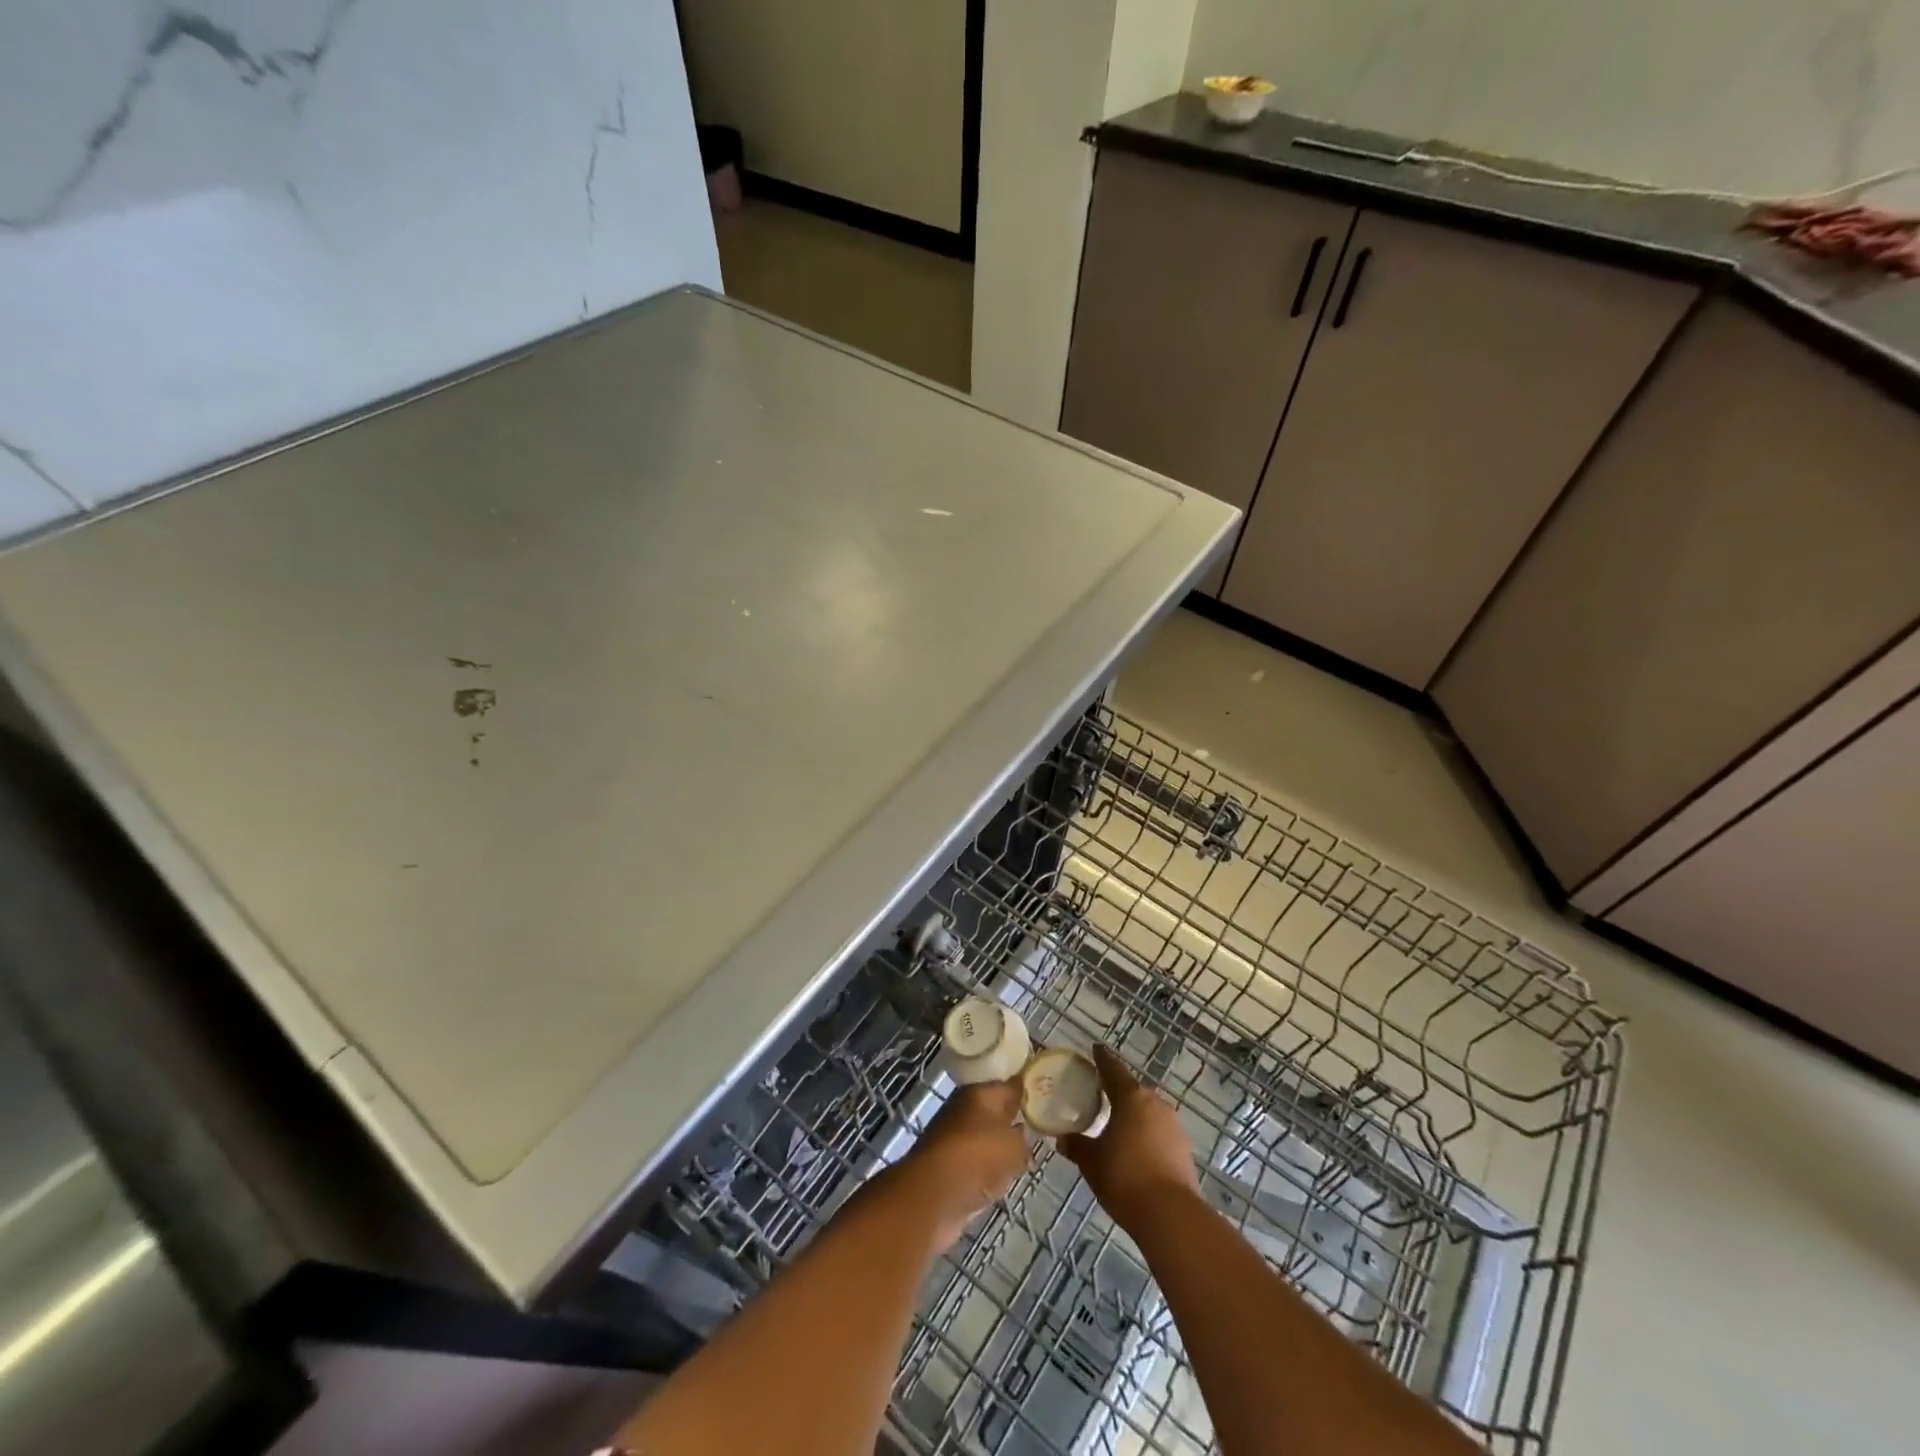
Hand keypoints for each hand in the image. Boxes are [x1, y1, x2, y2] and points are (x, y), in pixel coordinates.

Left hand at [893, 1078, 1028, 1251]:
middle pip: (996, 1113)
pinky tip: (1002, 1183)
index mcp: (979, 1093)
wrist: (933, 1194)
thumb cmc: (977, 1155)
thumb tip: (1022, 1134)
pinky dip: (987, 1174)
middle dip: (1015, 1123)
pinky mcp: (948, 1169)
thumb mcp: (1013, 1143)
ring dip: (1001, 1151)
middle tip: (1040, 1133)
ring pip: (986, 1141)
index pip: (1009, 1086)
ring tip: (1025, 1160)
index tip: (1045, 1099)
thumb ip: (1023, 1137)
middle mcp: (964, 1110)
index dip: (1027, 1091)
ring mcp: (954, 1140)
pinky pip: (976, 1166)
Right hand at [1056, 1045, 1200, 1233]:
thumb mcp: (1092, 1161)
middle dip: (1117, 1092)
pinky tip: (1136, 1151)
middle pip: (1132, 1091)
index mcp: (1131, 1097)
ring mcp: (1173, 1126)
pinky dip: (1147, 1136)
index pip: (1112, 1069)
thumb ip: (1077, 1145)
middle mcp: (1155, 1103)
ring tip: (1117, 1127)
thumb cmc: (1124, 1177)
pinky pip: (1159, 1133)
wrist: (1171, 1215)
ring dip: (1134, 1116)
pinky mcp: (1184, 1149)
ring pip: (1148, 1112)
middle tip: (1100, 1096)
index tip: (1096, 1049)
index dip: (1102, 1059)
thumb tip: (1062, 1139)